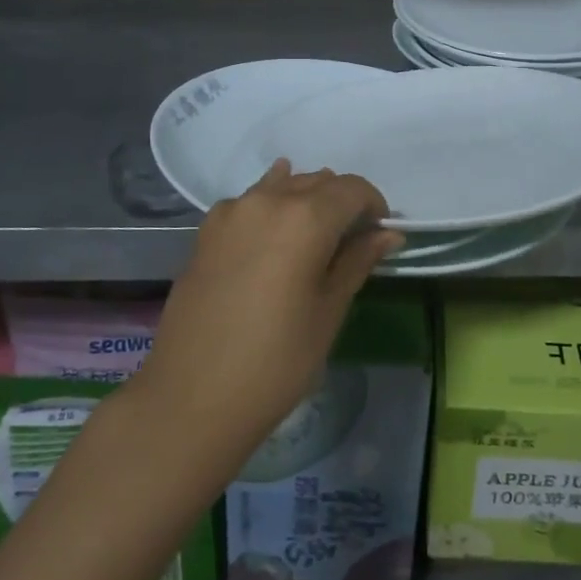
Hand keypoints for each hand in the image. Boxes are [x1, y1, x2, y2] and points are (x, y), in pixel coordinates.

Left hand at [141, 161, 400, 448]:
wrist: (192, 397)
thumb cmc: (276, 361)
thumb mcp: (329, 311)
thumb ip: (358, 261)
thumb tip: (388, 233)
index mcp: (306, 217)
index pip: (353, 189)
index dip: (374, 206)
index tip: (379, 235)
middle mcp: (268, 200)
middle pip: (318, 182)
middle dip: (341, 203)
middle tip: (351, 242)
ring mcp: (232, 211)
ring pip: (282, 186)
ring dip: (306, 200)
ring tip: (314, 238)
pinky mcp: (206, 230)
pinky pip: (250, 201)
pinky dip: (272, 205)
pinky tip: (275, 228)